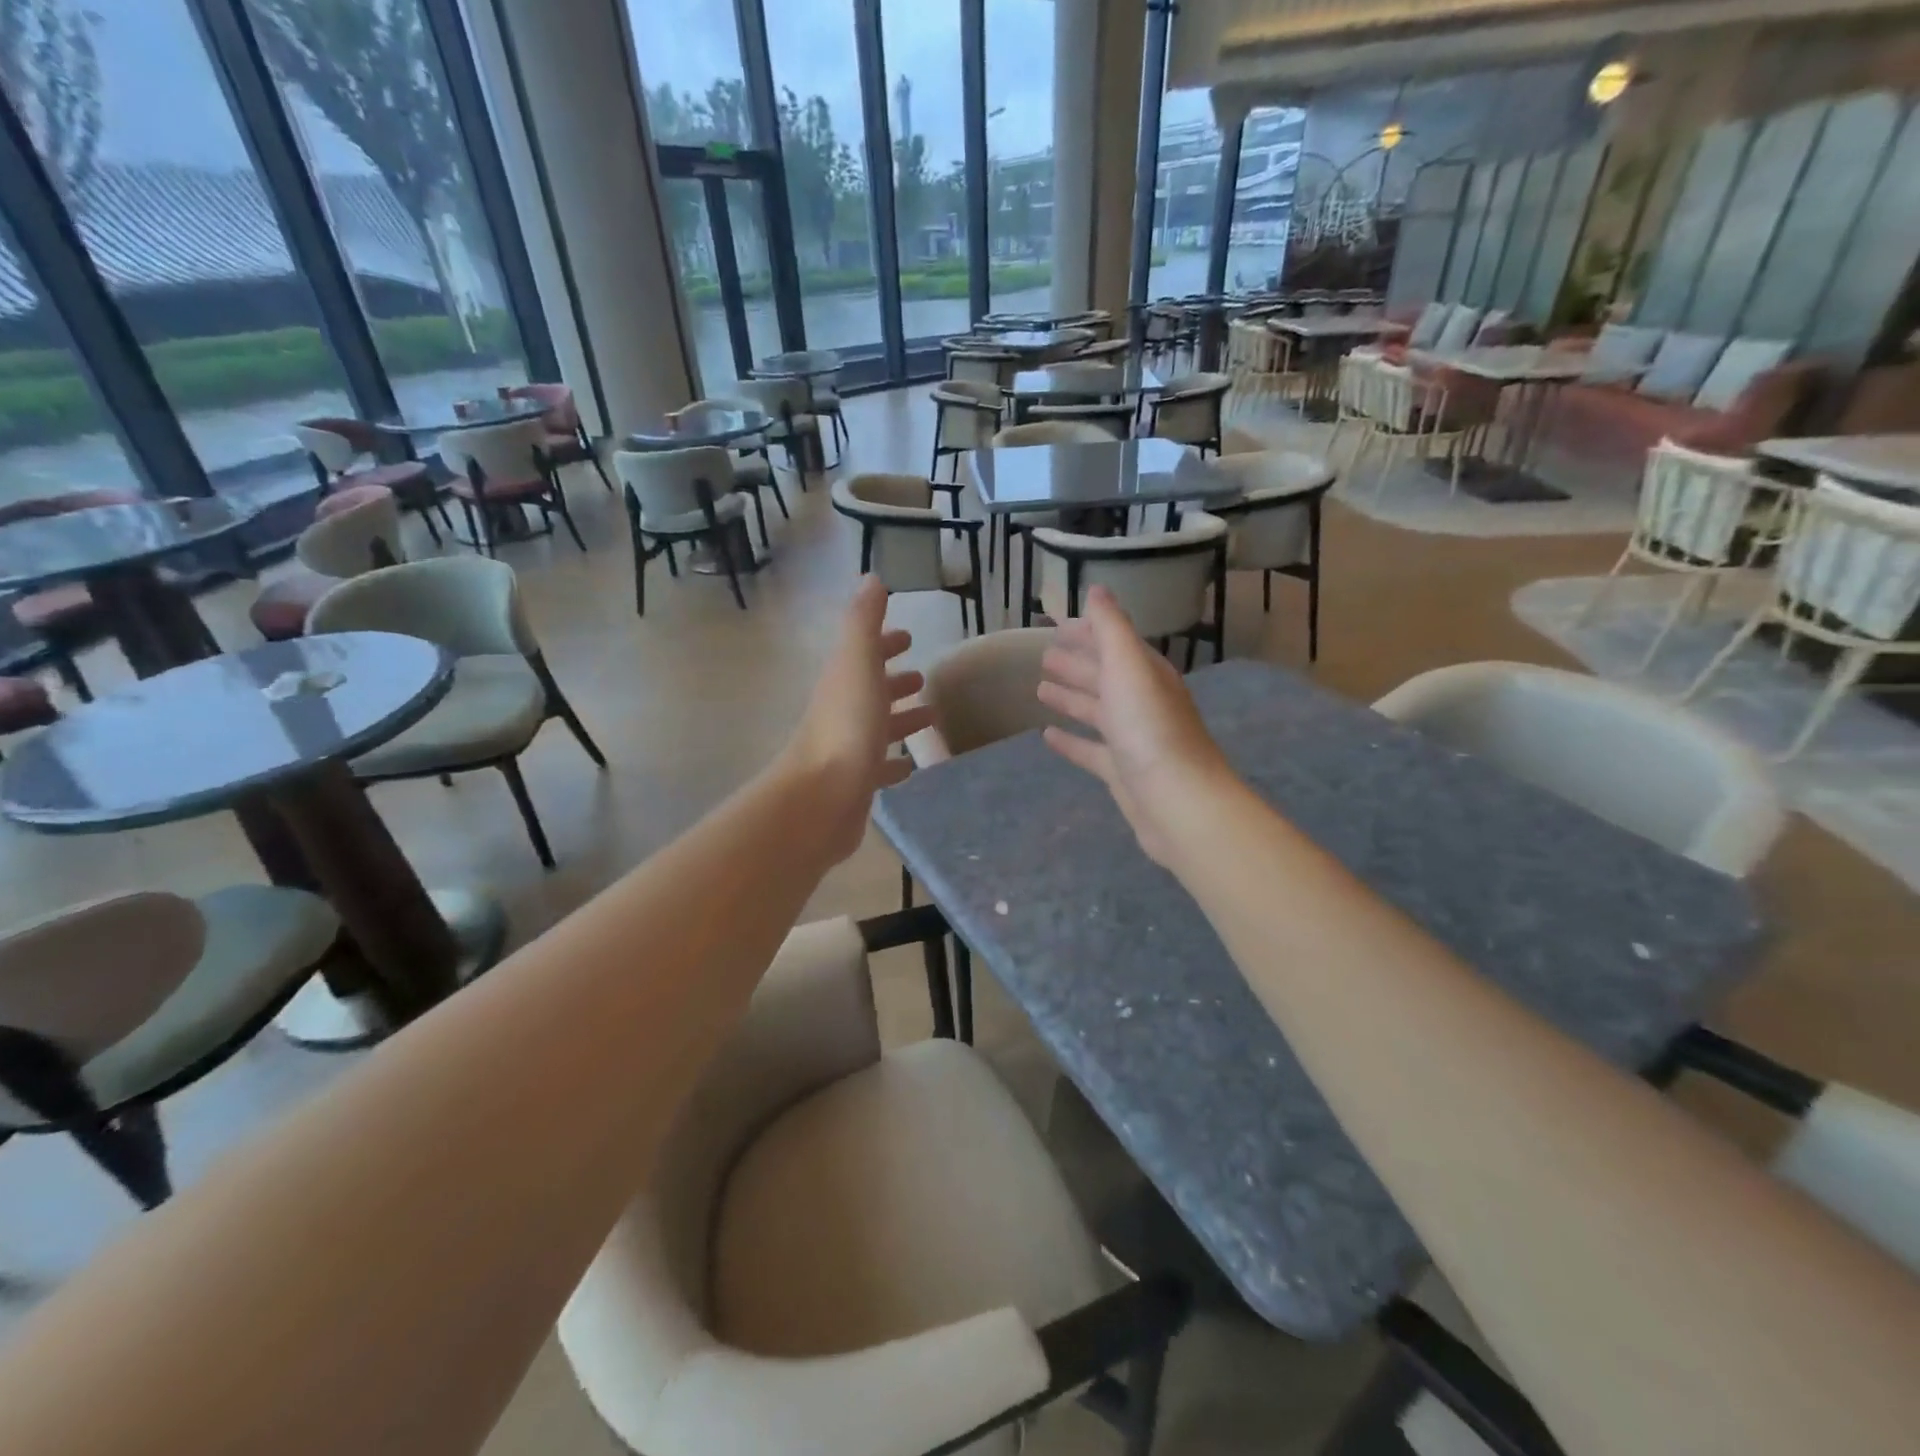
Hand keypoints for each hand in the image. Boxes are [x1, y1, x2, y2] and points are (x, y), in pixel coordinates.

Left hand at [781, 578, 933, 863]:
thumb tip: (871, 578)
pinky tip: (911, 766)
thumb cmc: (845, 727)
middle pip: (871, 690)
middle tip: (922, 678)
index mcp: (843, 681)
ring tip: (931, 718)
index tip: (907, 637)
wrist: (821, 798)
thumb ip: (864, 622)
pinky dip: (896, 763)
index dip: (884, 643)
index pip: (864, 653)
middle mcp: (843, 712)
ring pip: (878, 728)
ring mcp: (848, 749)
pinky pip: (880, 767)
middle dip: (894, 681)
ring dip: (901, 720)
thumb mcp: (857, 663)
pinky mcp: (857, 784)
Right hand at [1037, 586, 1237, 868]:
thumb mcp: (1128, 666)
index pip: (1115, 643)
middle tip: (1043, 654)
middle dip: (1077, 662)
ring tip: (1040, 687)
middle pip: (1105, 675)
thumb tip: (1097, 589)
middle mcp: (1142, 702)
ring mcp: (1133, 739)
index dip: (1088, 631)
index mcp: (1146, 674)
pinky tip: (1047, 736)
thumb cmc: (1150, 728)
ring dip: (1071, 697)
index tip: (1056, 624)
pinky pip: (1091, 750)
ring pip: (1097, 711)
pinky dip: (1071, 741)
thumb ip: (1111, 628)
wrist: (1178, 802)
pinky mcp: (1122, 773)